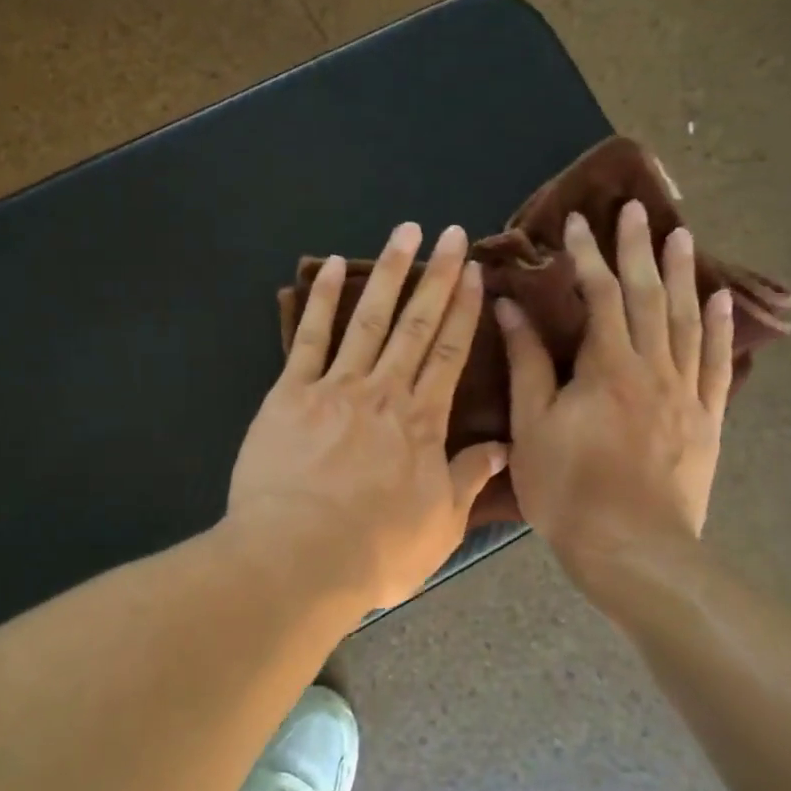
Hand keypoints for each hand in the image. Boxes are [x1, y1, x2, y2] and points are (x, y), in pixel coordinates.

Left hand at [229, 221, 507, 611]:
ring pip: (367, 319)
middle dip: (437, 276)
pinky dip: (320, 300)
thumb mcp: (438, 526)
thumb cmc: (374, 551)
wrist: (297, 557)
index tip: (475, 274)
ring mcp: (334, 387)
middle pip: (415, 324)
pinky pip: (307, 338)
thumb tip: (501, 446)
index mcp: (421, 422)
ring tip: (405, 232)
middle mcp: (383, 392)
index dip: (464, 311)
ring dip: (388, 272)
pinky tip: (330, 266)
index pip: (449, 354)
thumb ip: (468, 479)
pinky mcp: (289, 393)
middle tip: (452, 234)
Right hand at [497, 200, 733, 570]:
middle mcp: (653, 367)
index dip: (586, 256)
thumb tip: (510, 308)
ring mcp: (686, 393)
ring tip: (682, 235)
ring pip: (687, 319)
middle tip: (637, 209)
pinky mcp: (706, 419)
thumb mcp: (531, 425)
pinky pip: (715, 362)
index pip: (599, 295)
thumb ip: (526, 362)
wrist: (633, 550)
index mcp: (607, 366)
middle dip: (639, 248)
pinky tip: (720, 300)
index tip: (575, 223)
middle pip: (649, 296)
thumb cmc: (569, 488)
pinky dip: (719, 327)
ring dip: (683, 274)